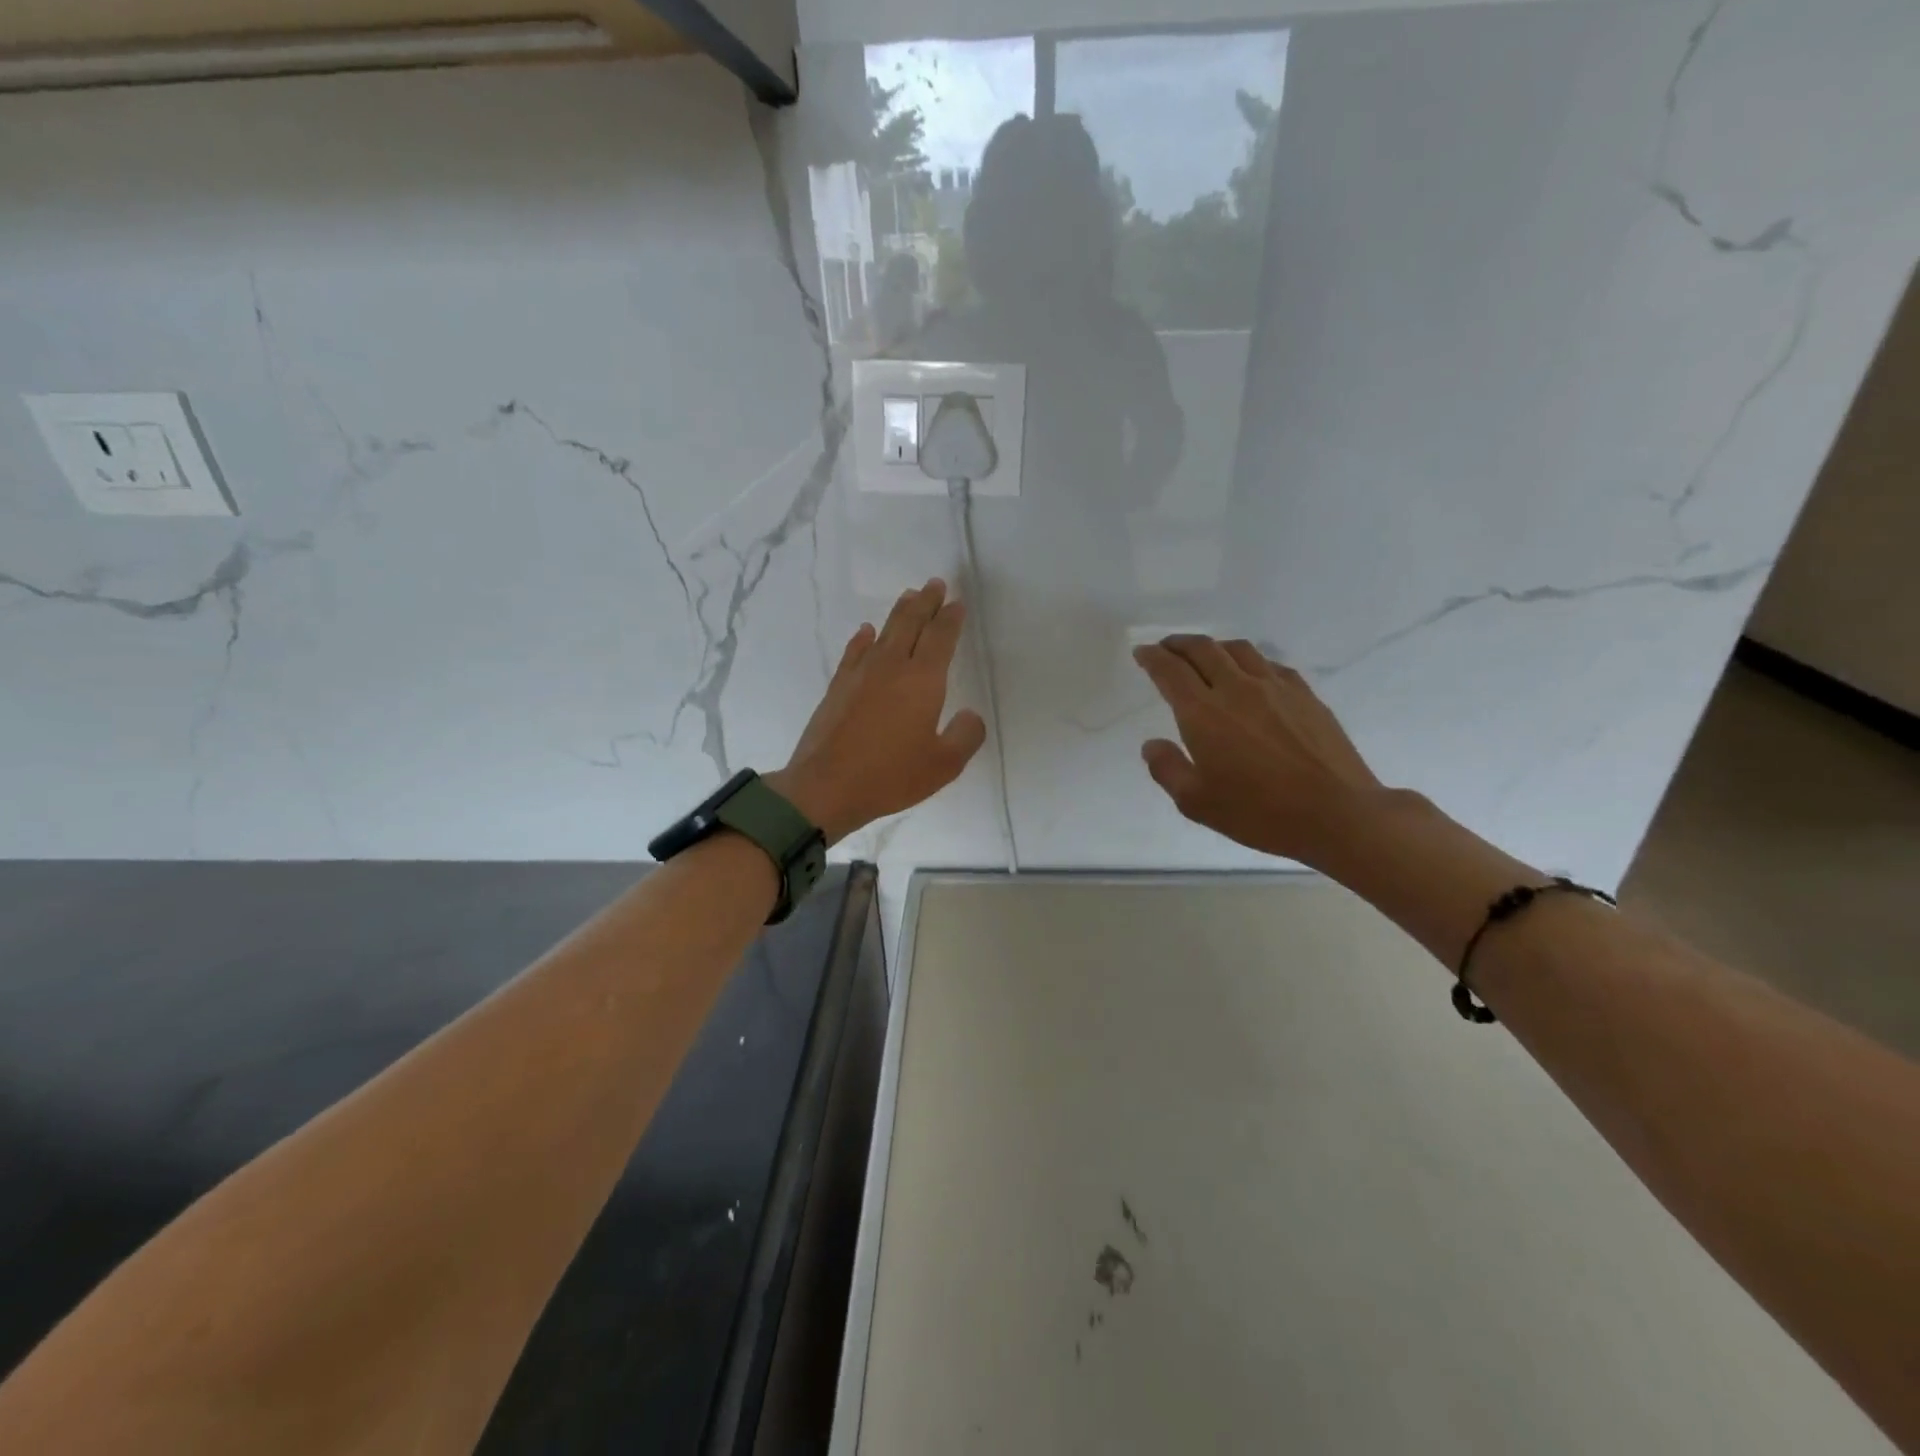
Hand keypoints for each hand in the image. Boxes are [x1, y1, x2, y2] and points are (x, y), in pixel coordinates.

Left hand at [768, 579, 986, 843]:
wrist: (825, 787)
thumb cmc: (890, 776)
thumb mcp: (943, 765)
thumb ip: (965, 736)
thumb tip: (970, 715)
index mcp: (922, 680)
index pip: (940, 638)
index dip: (950, 618)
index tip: (957, 603)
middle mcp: (891, 667)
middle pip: (910, 623)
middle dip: (925, 602)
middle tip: (935, 584)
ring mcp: (860, 674)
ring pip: (883, 632)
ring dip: (898, 612)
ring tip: (908, 596)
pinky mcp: (837, 687)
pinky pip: (854, 651)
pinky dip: (864, 638)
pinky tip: (866, 632)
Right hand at [1132, 636, 1383, 867]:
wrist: (1337, 813)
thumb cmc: (1259, 812)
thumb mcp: (1197, 803)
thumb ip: (1168, 769)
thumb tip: (1151, 744)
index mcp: (1203, 713)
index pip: (1170, 671)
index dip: (1152, 658)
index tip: (1142, 652)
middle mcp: (1236, 689)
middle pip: (1202, 649)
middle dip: (1178, 644)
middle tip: (1166, 647)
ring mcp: (1275, 688)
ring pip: (1238, 650)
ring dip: (1214, 646)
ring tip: (1205, 654)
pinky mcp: (1305, 695)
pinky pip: (1270, 664)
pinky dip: (1249, 661)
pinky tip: (1251, 674)